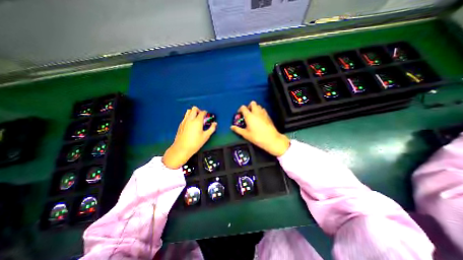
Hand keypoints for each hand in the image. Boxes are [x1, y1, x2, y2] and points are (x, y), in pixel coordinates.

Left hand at [162, 106, 216, 169]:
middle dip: (199, 110)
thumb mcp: (206, 136)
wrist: (182, 148)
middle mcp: (190, 119)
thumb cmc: (195, 143)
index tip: (208, 116)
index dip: (206, 113)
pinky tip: (191, 124)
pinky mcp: (180, 124)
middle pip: (194, 109)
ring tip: (196, 118)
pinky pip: (185, 116)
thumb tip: (215, 124)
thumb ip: (211, 129)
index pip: (202, 112)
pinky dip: (189, 117)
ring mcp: (184, 121)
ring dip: (193, 112)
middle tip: (202, 116)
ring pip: (188, 111)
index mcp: (197, 121)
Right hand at [229, 102, 288, 156]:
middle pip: (252, 103)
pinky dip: (260, 111)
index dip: (240, 109)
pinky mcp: (268, 116)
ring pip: (259, 106)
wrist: (271, 139)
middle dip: (249, 106)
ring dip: (255, 108)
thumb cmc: (256, 137)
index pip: (243, 107)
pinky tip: (259, 118)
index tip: (239, 114)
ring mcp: (263, 113)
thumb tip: (231, 127)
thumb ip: (238, 129)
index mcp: (249, 116)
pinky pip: (263, 110)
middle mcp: (256, 112)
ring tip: (253, 115)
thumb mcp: (245, 134)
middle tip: (247, 113)